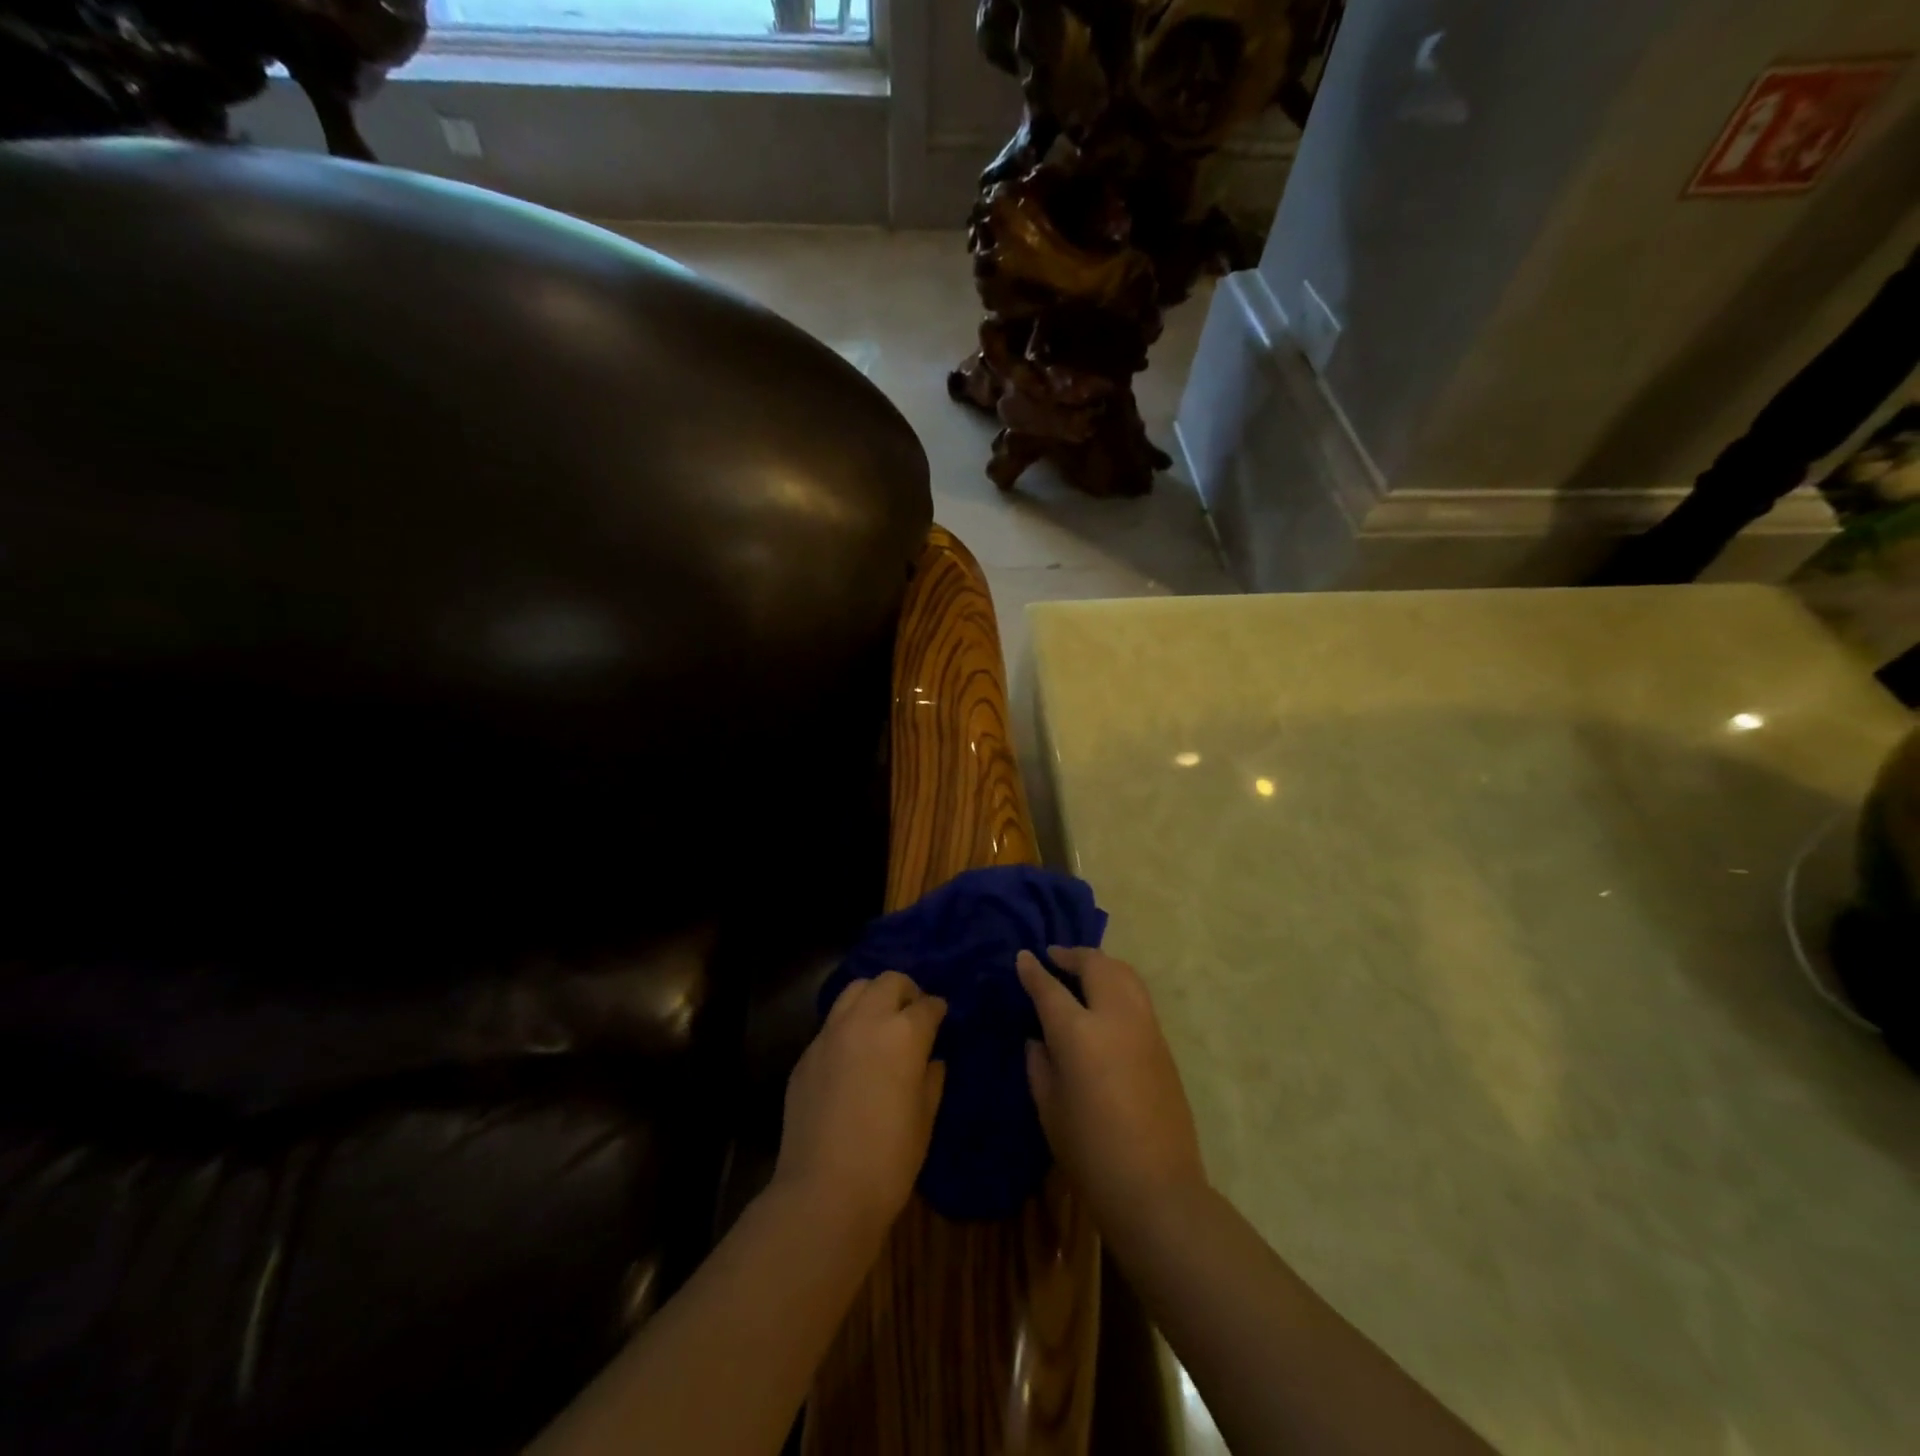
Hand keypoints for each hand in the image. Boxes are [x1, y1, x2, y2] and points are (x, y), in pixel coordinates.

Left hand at [773, 970, 947, 1238]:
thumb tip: (931, 1059)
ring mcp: (830, 1034)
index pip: (928, 1004)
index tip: (941, 1020)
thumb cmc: (889, 1159)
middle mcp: (866, 1021)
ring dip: (873, 998)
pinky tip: (852, 1054)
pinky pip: (831, 1024)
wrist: (824, 1192)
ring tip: (880, 1024)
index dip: (938, 1010)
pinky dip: (848, 1026)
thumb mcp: (925, 1119)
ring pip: (855, 990)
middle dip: (906, 992)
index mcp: (904, 1033)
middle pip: (889, 981)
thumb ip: (931, 1079)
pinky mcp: (807, 1054)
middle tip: (912, 1016)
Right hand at [1018, 947, 1206, 1233]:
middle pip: (1095, 966)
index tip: (1023, 956)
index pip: (1050, 988)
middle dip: (1072, 955)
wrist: (1156, 1188)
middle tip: (1053, 956)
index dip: (1033, 970)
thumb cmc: (1090, 1153)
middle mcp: (1115, 1018)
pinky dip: (1118, 983)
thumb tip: (1038, 1038)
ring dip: (1100, 964)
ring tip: (1081, 970)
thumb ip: (1040, 1063)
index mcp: (1079, 1034)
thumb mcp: (1049, 1108)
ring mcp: (1145, 1027)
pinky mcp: (1163, 1043)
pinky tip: (1104, 999)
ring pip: (1124, 973)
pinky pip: (1137, 995)